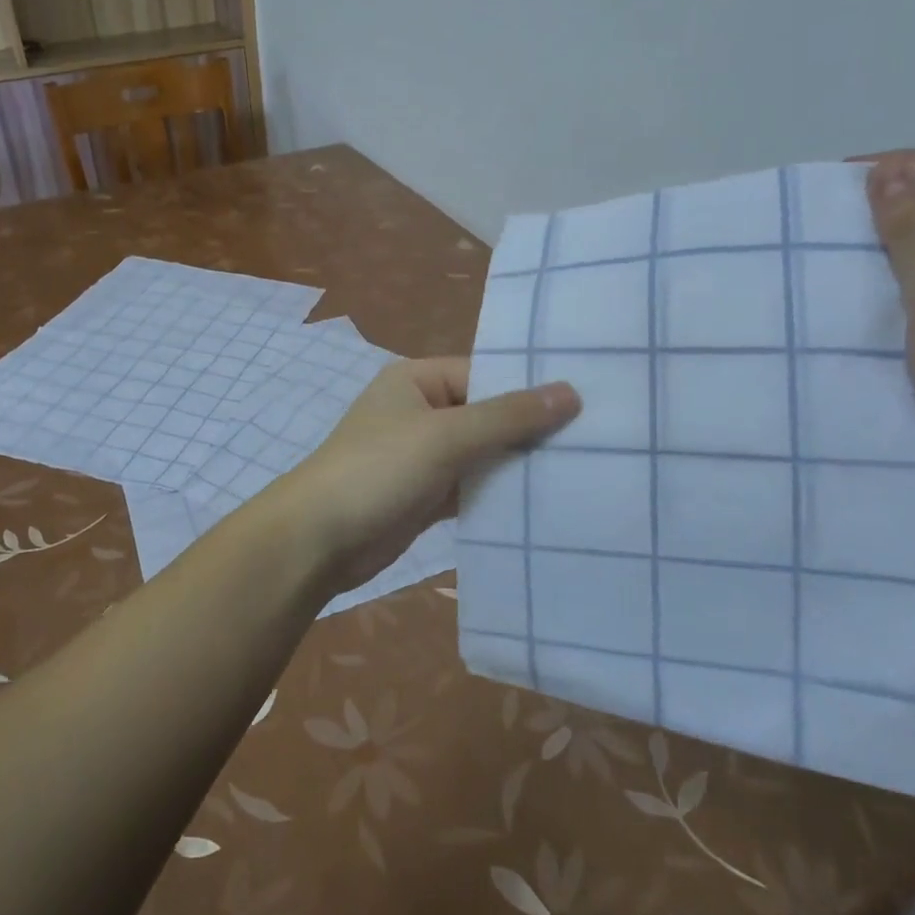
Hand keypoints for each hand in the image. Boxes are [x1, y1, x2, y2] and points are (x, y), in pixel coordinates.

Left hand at [266, 359, 579, 597]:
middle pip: (486, 414)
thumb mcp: (445, 436)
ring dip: (517, 465)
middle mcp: (421, 411)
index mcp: (418, 380)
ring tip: (582, 471)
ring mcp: (422, 456)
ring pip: (481, 453)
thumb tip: (570, 391)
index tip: (585, 405)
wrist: (318, 540)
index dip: (529, 389)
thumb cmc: (378, 470)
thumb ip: (508, 416)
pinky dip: (498, 494)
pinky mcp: (425, 495)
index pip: (485, 374)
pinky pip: (471, 486)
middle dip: (529, 430)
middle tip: (595, 441)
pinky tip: (542, 504)